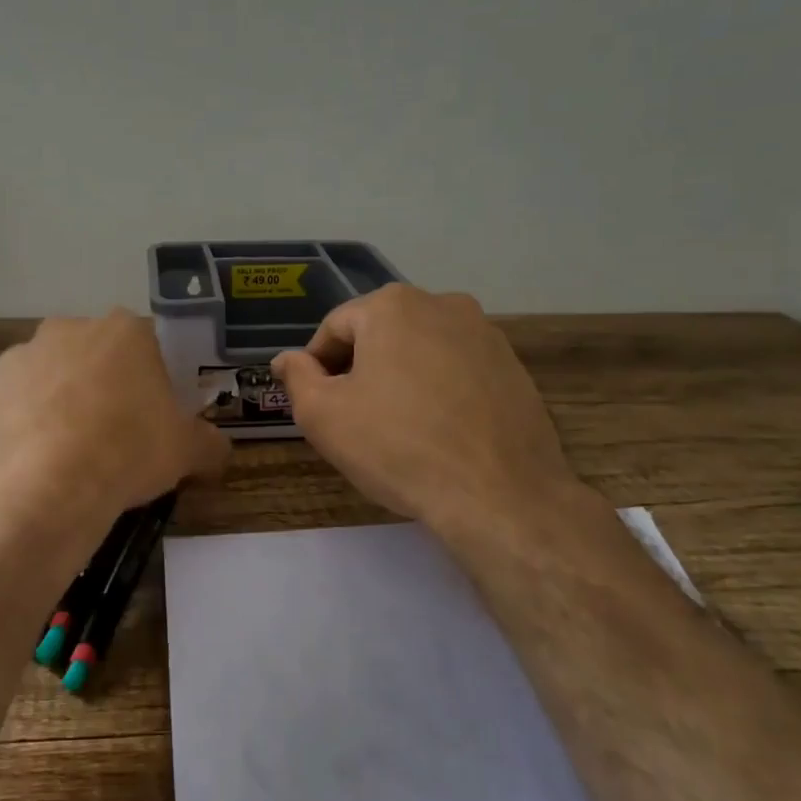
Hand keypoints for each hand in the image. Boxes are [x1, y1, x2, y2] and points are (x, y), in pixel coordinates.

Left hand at [0, 311, 228, 553]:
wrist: (41, 489)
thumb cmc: (127, 453)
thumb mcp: (186, 452)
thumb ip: (208, 443)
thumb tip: (217, 449)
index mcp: (123, 332)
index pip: (146, 344)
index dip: (151, 380)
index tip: (152, 415)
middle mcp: (67, 331)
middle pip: (92, 355)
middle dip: (101, 386)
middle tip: (112, 434)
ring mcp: (18, 359)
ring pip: (48, 378)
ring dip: (58, 404)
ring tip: (67, 455)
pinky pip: (12, 408)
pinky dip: (22, 428)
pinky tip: (32, 465)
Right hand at [272, 285, 581, 533]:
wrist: (499, 496)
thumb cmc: (397, 447)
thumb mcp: (324, 415)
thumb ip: (297, 378)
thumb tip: (287, 359)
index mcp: (392, 305)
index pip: (334, 328)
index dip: (317, 366)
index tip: (317, 403)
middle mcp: (443, 304)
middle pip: (380, 334)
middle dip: (359, 370)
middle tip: (352, 418)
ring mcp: (486, 334)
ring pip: (420, 351)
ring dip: (400, 378)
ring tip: (396, 428)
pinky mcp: (514, 367)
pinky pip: (457, 370)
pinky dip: (438, 391)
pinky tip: (437, 432)